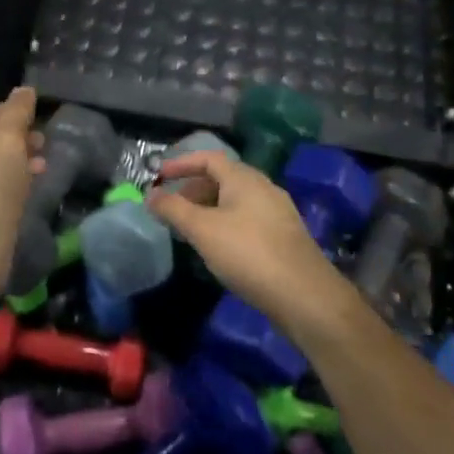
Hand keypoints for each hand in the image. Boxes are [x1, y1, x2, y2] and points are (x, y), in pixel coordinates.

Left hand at [0, 87, 44, 287]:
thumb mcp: (8, 140)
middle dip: (15, 136)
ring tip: (42, 164)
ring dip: (17, 160)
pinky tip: (30, 188)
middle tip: (41, 140)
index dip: (8, 109)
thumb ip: (16, 112)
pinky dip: (12, 182)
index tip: (34, 116)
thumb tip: (24, 90)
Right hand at [146, 149, 360, 343]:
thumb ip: (173, 209)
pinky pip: (247, 219)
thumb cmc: (248, 254)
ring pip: (235, 201)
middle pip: (223, 178)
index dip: (181, 163)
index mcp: (245, 179)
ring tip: (189, 229)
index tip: (158, 175)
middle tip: (171, 207)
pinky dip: (225, 223)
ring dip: (208, 208)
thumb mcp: (202, 230)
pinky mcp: (284, 237)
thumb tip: (149, 195)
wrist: (304, 295)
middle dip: (193, 189)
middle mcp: (264, 188)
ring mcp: (277, 213)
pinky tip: (217, 247)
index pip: (209, 158)